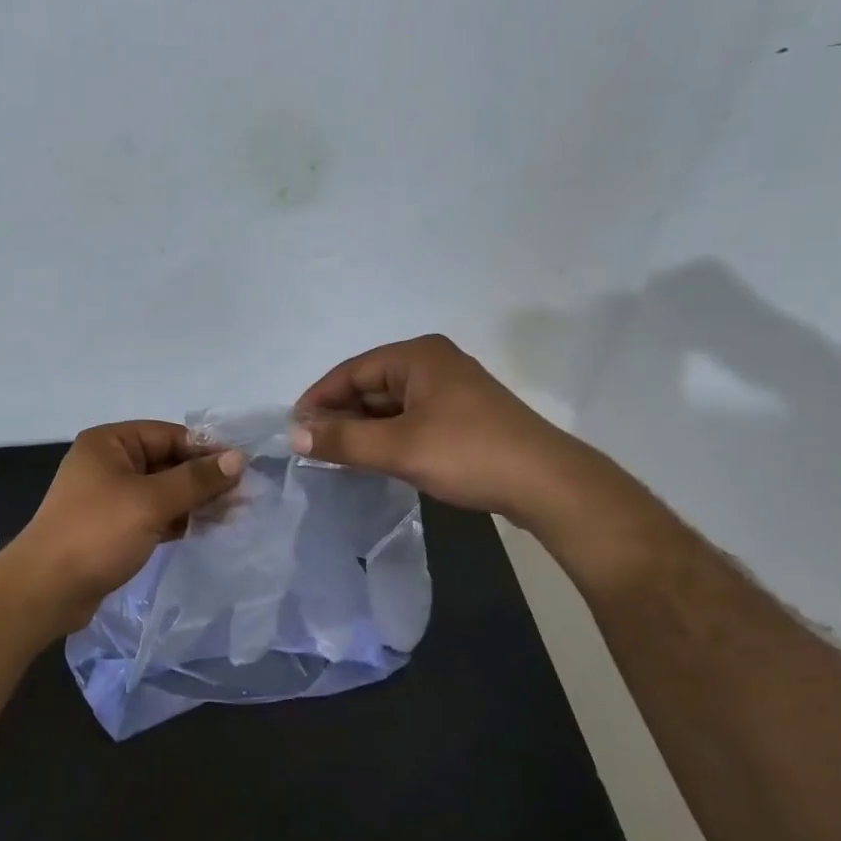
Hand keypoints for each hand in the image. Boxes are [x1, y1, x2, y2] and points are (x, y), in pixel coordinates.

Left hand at [10, 421, 245, 631]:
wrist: (46, 590)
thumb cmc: (97, 534)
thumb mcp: (151, 502)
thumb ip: (196, 480)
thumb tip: (238, 458)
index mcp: (110, 443)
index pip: (169, 435)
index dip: (207, 450)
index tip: (243, 467)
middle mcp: (109, 463)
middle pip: (168, 462)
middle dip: (204, 478)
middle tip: (245, 495)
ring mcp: (110, 496)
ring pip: (163, 491)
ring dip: (195, 501)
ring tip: (235, 514)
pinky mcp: (113, 527)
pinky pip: (154, 514)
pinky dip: (178, 519)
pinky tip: (207, 528)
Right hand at [291, 334, 572, 519]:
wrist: (546, 484)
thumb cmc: (468, 454)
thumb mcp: (399, 448)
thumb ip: (343, 440)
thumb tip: (294, 436)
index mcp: (418, 356)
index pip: (351, 371)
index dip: (318, 399)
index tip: (294, 430)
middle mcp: (433, 363)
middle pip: (370, 385)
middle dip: (340, 415)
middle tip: (312, 448)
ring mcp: (450, 389)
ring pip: (390, 405)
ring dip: (363, 428)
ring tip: (336, 457)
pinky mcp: (461, 415)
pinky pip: (410, 419)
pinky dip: (387, 436)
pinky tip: (373, 459)